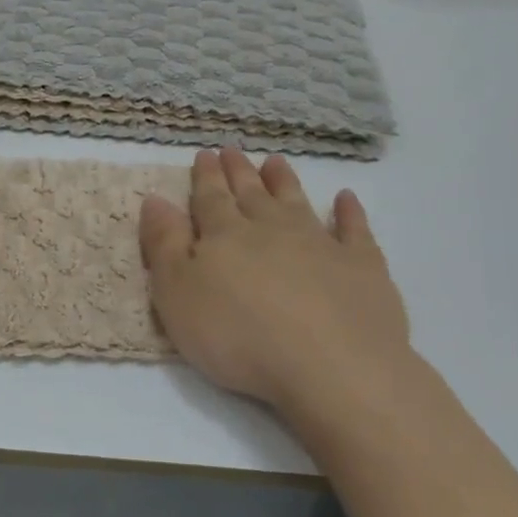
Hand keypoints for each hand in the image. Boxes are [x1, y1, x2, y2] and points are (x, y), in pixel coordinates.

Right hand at [140, 148, 413, 430]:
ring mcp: (320, 244)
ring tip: (275, 162)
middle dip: (238, 172)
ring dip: (284, 182)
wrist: (331, 367)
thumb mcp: (177, 295)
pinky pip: (354, 230)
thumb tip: (155, 199)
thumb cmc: (238, 335)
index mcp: (225, 236)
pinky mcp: (362, 267)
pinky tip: (346, 199)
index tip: (204, 154)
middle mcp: (271, 229)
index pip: (210, 198)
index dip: (205, 177)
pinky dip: (349, 212)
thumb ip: (164, 245)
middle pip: (251, 194)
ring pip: (296, 203)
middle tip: (232, 149)